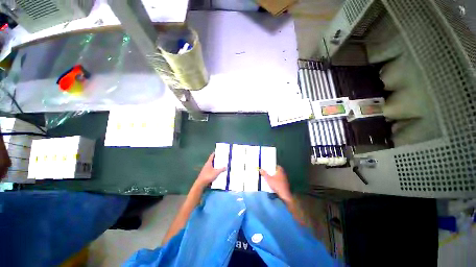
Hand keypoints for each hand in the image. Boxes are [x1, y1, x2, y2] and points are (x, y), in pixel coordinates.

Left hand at [195, 153, 225, 188]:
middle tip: (221, 158)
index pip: (212, 156)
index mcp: (208, 163)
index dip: (214, 153)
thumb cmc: (208, 176)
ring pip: (211, 165)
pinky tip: (217, 171)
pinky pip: (211, 169)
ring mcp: (205, 170)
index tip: (218, 151)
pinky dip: (214, 169)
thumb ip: (221, 169)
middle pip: (212, 160)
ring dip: (215, 165)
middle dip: (216, 159)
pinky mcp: (205, 174)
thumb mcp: (216, 172)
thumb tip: (226, 167)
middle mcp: (207, 165)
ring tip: (220, 164)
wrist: (200, 184)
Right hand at [260, 166, 291, 202]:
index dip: (273, 166)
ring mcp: (285, 180)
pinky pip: (280, 181)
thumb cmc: (276, 185)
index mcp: (280, 171)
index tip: (269, 167)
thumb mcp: (268, 179)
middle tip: (268, 172)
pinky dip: (277, 181)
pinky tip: (273, 183)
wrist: (284, 194)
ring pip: (279, 176)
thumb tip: (260, 169)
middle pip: (278, 171)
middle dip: (273, 172)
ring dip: (275, 177)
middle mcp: (283, 174)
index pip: (278, 166)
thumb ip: (264, 174)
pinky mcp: (285, 185)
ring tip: (269, 178)